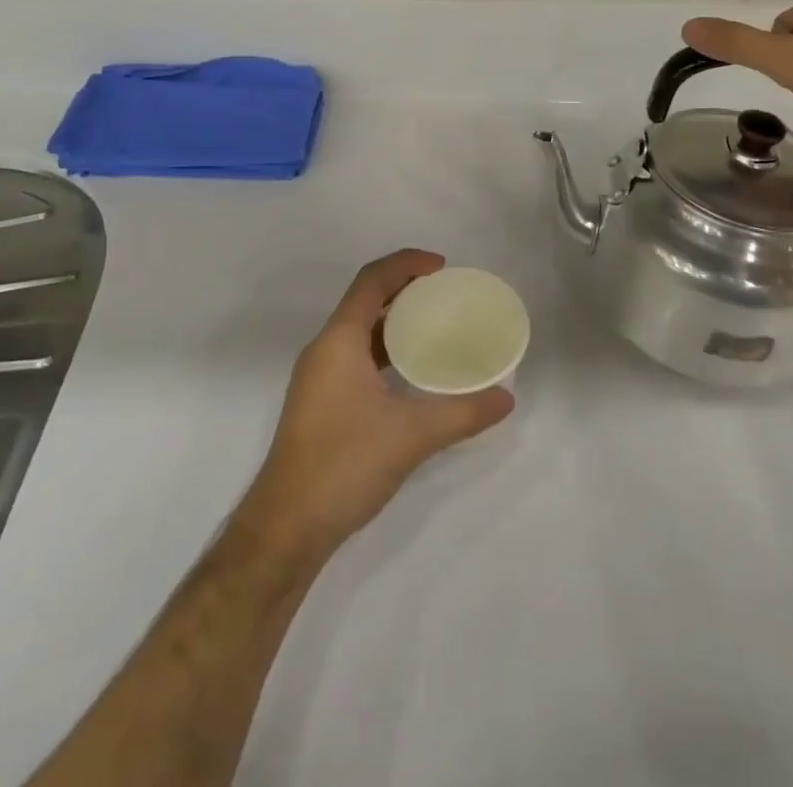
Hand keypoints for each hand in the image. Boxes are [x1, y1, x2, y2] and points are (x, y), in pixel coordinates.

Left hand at [238, 250, 513, 558]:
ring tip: (434, 325)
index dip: (406, 264)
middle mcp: (324, 350)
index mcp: (338, 340)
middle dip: (403, 289)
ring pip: (359, 331)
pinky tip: (410, 372)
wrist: (285, 528)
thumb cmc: (344, 465)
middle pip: (364, 300)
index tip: (442, 267)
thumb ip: (462, 413)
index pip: (371, 280)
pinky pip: (355, 357)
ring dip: (393, 321)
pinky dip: (384, 350)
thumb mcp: (411, 436)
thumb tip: (506, 398)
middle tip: (444, 294)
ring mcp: (319, 378)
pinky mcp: (320, 403)